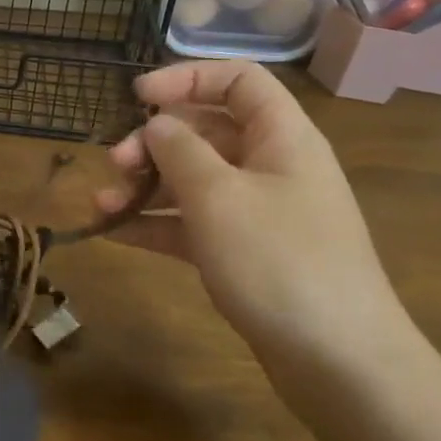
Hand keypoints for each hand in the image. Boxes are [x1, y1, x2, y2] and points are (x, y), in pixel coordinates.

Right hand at [97, 62, 417, 417]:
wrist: (339, 362)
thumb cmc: (279, 262)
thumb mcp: (218, 196)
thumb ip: (179, 150)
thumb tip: (156, 125)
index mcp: (281, 137)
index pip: (238, 80)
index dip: (186, 78)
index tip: (137, 96)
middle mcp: (272, 166)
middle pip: (207, 131)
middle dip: (155, 141)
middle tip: (114, 163)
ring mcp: (259, 213)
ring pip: (195, 180)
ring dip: (146, 185)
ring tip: (102, 203)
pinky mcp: (245, 253)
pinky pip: (193, 223)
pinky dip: (156, 223)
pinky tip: (114, 231)